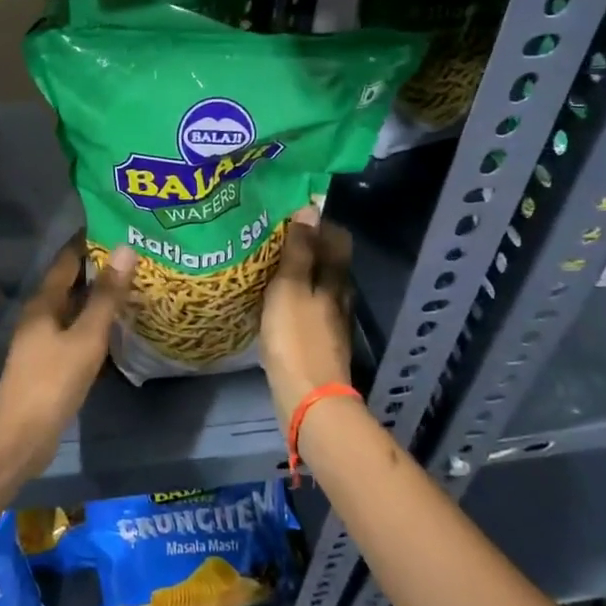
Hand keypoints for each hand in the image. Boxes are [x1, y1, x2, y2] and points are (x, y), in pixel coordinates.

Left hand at [0, 238, 135, 480]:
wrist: (21, 436)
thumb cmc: (52, 381)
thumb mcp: (85, 337)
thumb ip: (106, 297)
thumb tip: (125, 249)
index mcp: (43, 303)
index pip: (67, 261)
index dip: (88, 243)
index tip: (116, 228)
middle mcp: (39, 317)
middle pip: (70, 284)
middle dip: (98, 270)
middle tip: (134, 257)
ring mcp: (42, 342)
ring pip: (73, 311)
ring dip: (97, 299)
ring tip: (131, 288)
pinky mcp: (49, 364)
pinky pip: (75, 334)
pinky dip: (94, 326)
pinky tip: (115, 330)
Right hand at [260, 207, 354, 421]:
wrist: (307, 397)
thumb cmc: (296, 337)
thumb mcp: (290, 287)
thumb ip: (299, 250)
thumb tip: (310, 208)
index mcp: (336, 279)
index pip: (337, 238)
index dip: (317, 224)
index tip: (289, 216)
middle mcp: (340, 296)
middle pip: (328, 262)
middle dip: (305, 247)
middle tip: (271, 238)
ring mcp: (331, 322)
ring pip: (317, 286)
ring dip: (297, 274)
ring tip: (266, 267)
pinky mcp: (318, 342)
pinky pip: (307, 308)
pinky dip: (292, 298)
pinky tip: (271, 302)